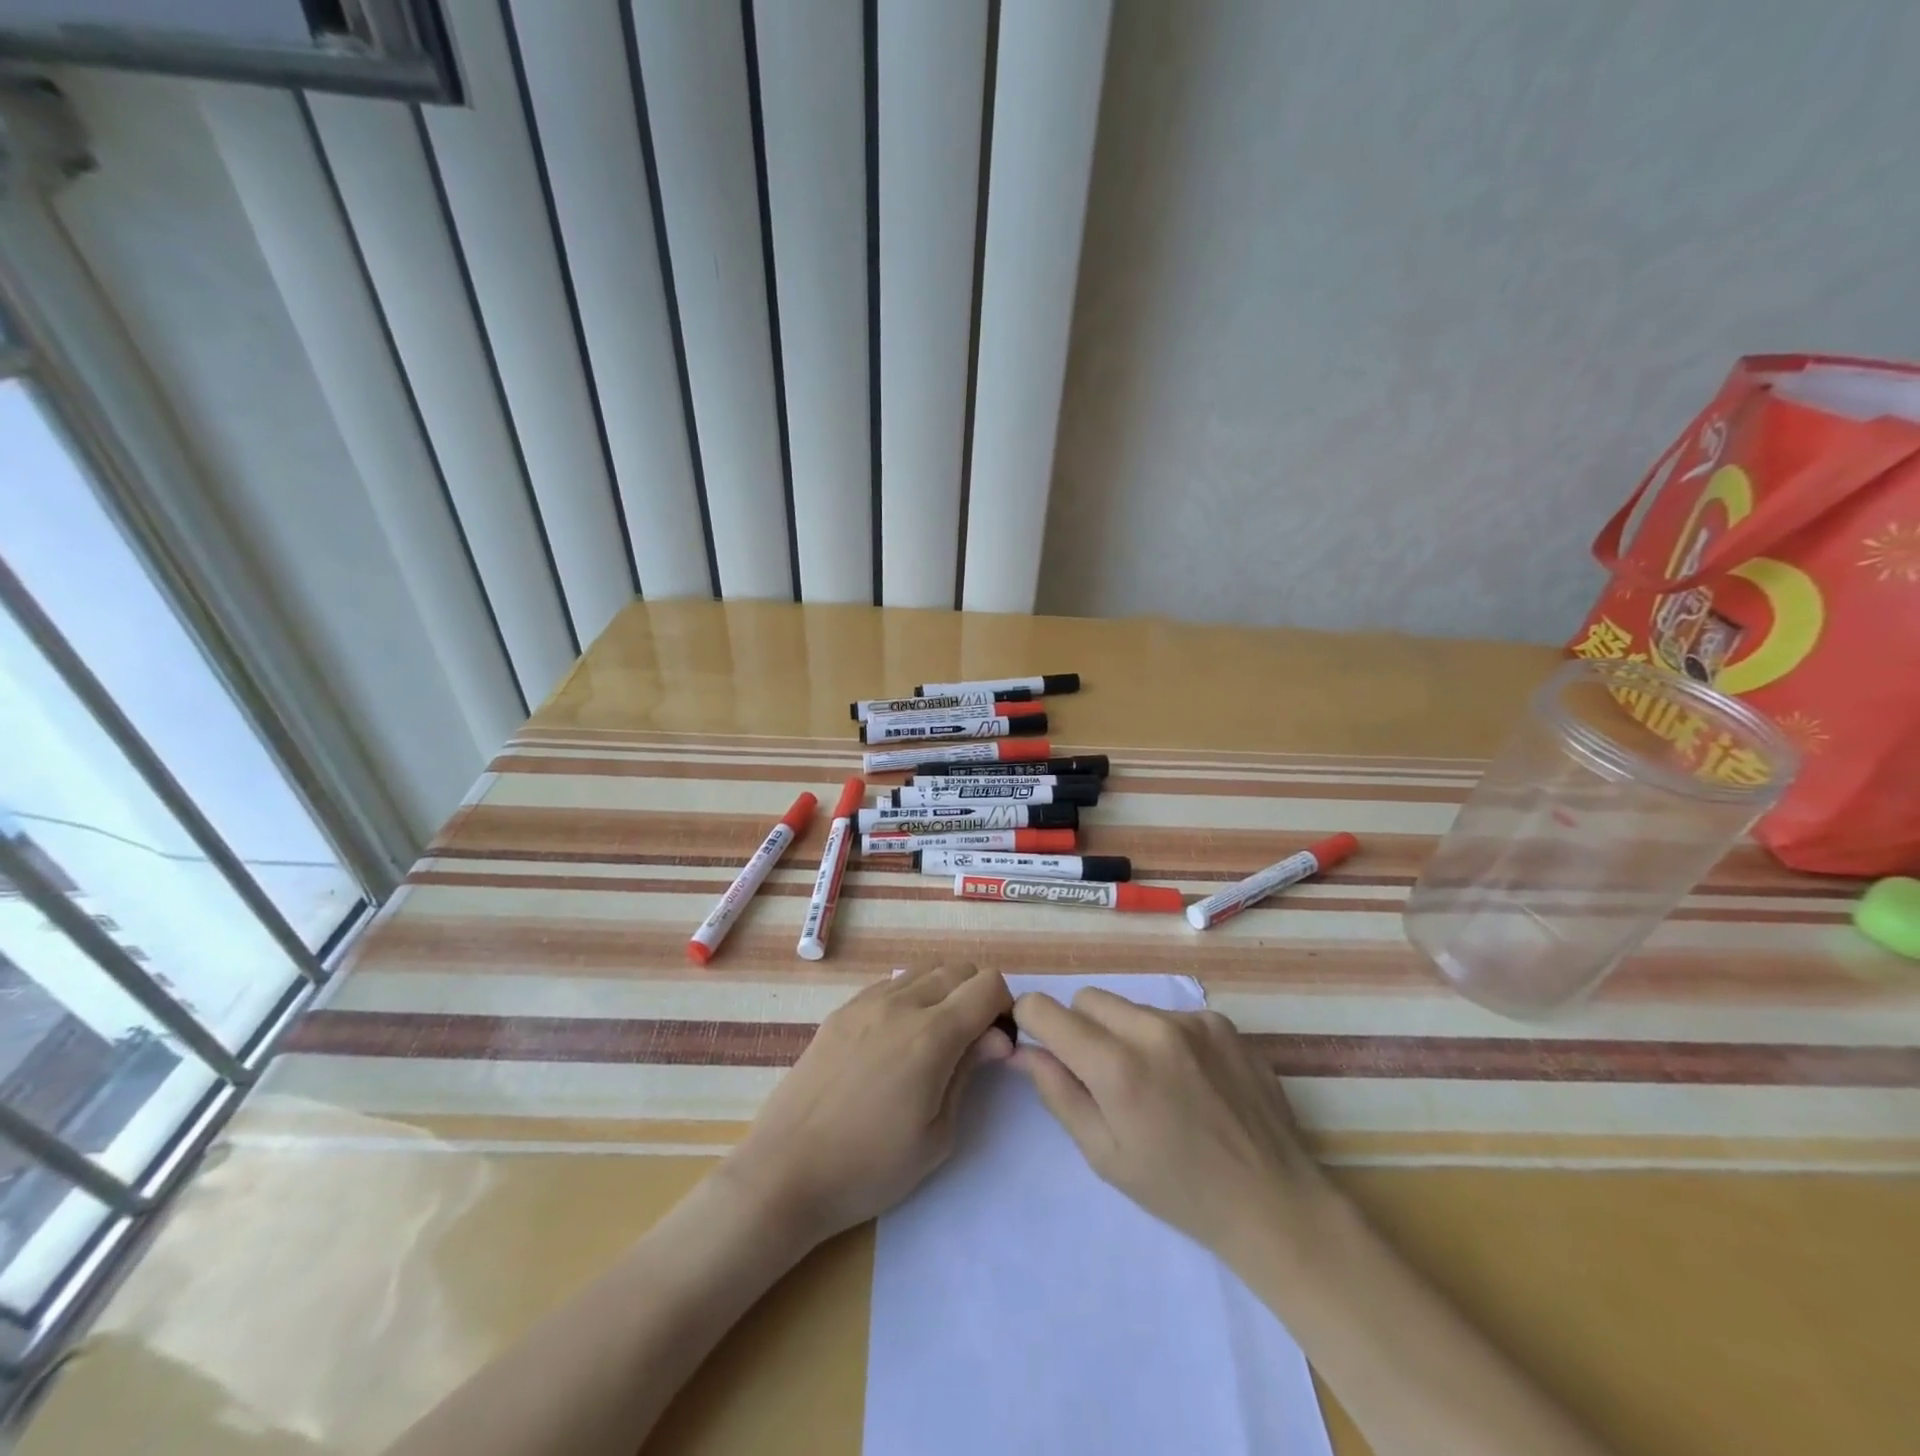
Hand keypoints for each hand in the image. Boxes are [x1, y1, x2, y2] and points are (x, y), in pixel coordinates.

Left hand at [726, 963, 1013, 1247]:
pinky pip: (890, 983)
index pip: (988, 984)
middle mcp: (901, 1003)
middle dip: (977, 996)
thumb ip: (969, 1073)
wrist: (786, 1171)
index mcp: (932, 1034)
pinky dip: (910, 995)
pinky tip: (897, 1038)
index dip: (1004, 1007)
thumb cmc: (869, 1167)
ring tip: (934, 1038)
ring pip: (924, 970)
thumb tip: (996, 1038)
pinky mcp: (842, 1010)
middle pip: (959, 969)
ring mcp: (867, 1002)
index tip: (998, 1042)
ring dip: (943, 991)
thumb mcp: (937, 1136)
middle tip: (972, 1042)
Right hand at [1011, 988, 1326, 1266]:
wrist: (1273, 1202)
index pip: (1045, 1009)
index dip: (1032, 1021)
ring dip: (1125, 1033)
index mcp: (1116, 1066)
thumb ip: (1057, 1092)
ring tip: (1155, 1082)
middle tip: (1102, 1076)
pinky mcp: (1222, 1022)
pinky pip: (1172, 1015)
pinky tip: (1191, 1080)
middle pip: (1087, 999)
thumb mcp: (1104, 1154)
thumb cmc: (1178, 1189)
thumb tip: (1023, 1050)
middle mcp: (1151, 1029)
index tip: (1039, 1044)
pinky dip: (1166, 1039)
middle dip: (1081, 1028)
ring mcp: (1192, 1021)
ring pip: (1130, 1007)